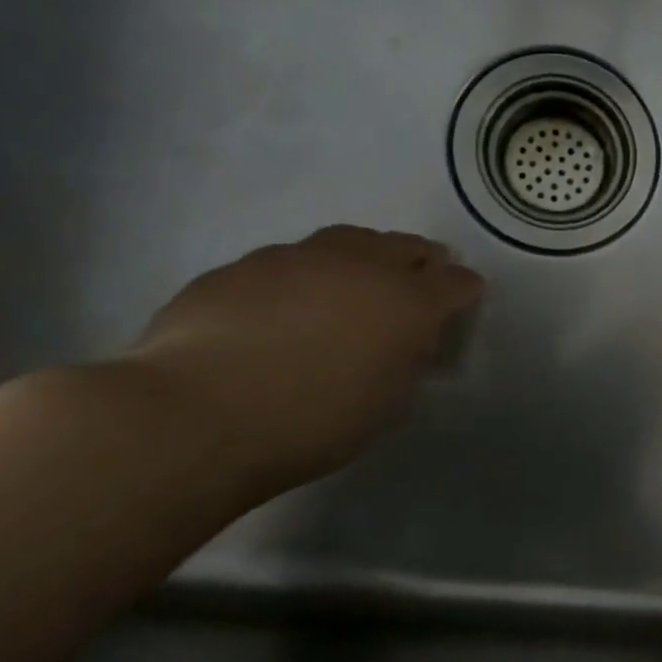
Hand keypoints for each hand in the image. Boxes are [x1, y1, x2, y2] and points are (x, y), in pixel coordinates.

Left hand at [117, 226, 484, 497]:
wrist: (196, 414)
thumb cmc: (313, 421)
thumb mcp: (387, 402)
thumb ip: (406, 361)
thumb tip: (406, 343)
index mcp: (409, 303)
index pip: (457, 282)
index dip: (465, 290)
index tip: (465, 301)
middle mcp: (361, 266)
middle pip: (405, 246)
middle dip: (420, 260)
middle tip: (419, 278)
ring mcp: (297, 258)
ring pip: (347, 240)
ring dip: (363, 256)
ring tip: (355, 281)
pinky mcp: (241, 266)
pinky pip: (290, 259)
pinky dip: (305, 273)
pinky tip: (287, 303)